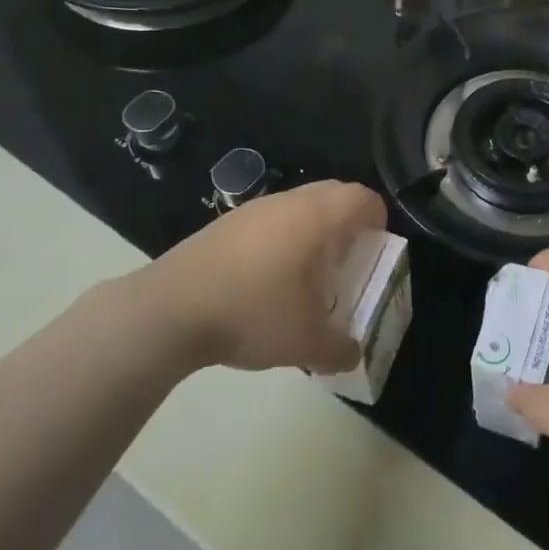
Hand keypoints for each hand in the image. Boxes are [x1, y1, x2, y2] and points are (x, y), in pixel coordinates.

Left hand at [150, 180, 385, 373]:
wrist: (169, 310)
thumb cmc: (253, 312)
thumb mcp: (306, 342)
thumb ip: (340, 349)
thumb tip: (352, 354)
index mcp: (317, 217)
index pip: (364, 198)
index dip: (379, 221)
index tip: (375, 252)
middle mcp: (289, 202)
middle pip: (334, 194)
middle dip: (348, 224)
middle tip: (347, 262)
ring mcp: (253, 209)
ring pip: (299, 206)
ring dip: (313, 231)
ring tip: (307, 275)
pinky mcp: (225, 224)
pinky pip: (269, 220)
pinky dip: (281, 239)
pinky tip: (265, 281)